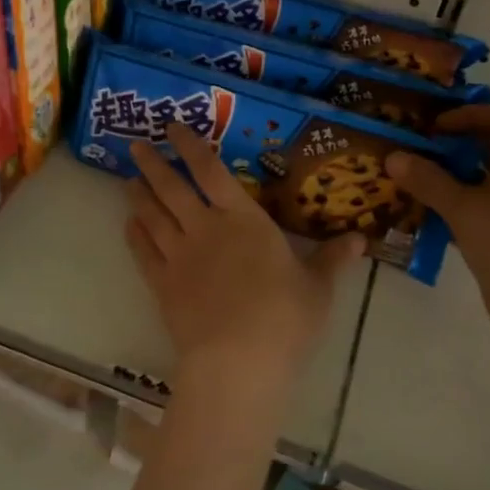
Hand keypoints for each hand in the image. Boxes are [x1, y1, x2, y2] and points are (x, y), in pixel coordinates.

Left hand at [125, 126, 365, 382]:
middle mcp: (205, 228)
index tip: (173, 129)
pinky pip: (143, 253)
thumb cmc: (285, 318)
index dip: (191, 146)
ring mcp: (179, 257)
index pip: (211, 171)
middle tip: (135, 145)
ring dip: (139, 195)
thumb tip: (361, 239)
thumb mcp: (317, 287)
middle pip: (172, 188)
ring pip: (152, 216)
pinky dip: (134, 236)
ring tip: (128, 180)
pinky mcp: (162, 286)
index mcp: (244, 219)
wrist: (238, 360)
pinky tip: (129, 225)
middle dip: (153, 164)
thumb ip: (332, 259)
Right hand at [386, 108, 489, 361]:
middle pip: (489, 152)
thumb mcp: (464, 209)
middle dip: (452, 150)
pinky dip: (452, 212)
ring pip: (479, 186)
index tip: (437, 127)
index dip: (473, 114)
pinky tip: (424, 221)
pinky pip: (476, 215)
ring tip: (409, 186)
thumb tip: (393, 155)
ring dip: (448, 183)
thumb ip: (429, 181)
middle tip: (413, 155)